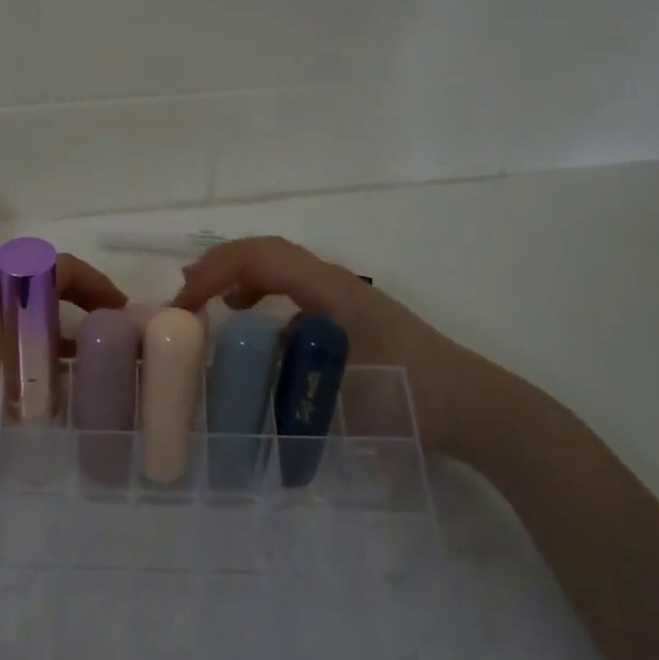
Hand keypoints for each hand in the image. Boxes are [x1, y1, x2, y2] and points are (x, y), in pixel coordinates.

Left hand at [0, 253, 127, 496]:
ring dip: (49, 317)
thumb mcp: (26, 389)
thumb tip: (93, 359)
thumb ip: (64, 368)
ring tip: (81, 350)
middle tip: (104, 325)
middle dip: (73, 297)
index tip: (118, 311)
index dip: (93, 283)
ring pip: (14, 301)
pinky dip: (25, 332)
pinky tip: (41, 367)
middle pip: (33, 278)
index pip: (52, 267)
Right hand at [170, 236, 501, 460]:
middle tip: (184, 298)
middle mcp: (332, 282)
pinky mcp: (348, 317)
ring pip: (279, 269)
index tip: (184, 306)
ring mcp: (342, 297)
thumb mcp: (341, 383)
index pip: (260, 256)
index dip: (215, 270)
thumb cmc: (410, 393)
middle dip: (219, 266)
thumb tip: (227, 367)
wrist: (474, 407)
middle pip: (265, 253)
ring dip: (238, 277)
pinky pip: (292, 292)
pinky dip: (260, 298)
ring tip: (207, 305)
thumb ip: (283, 369)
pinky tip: (254, 329)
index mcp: (329, 288)